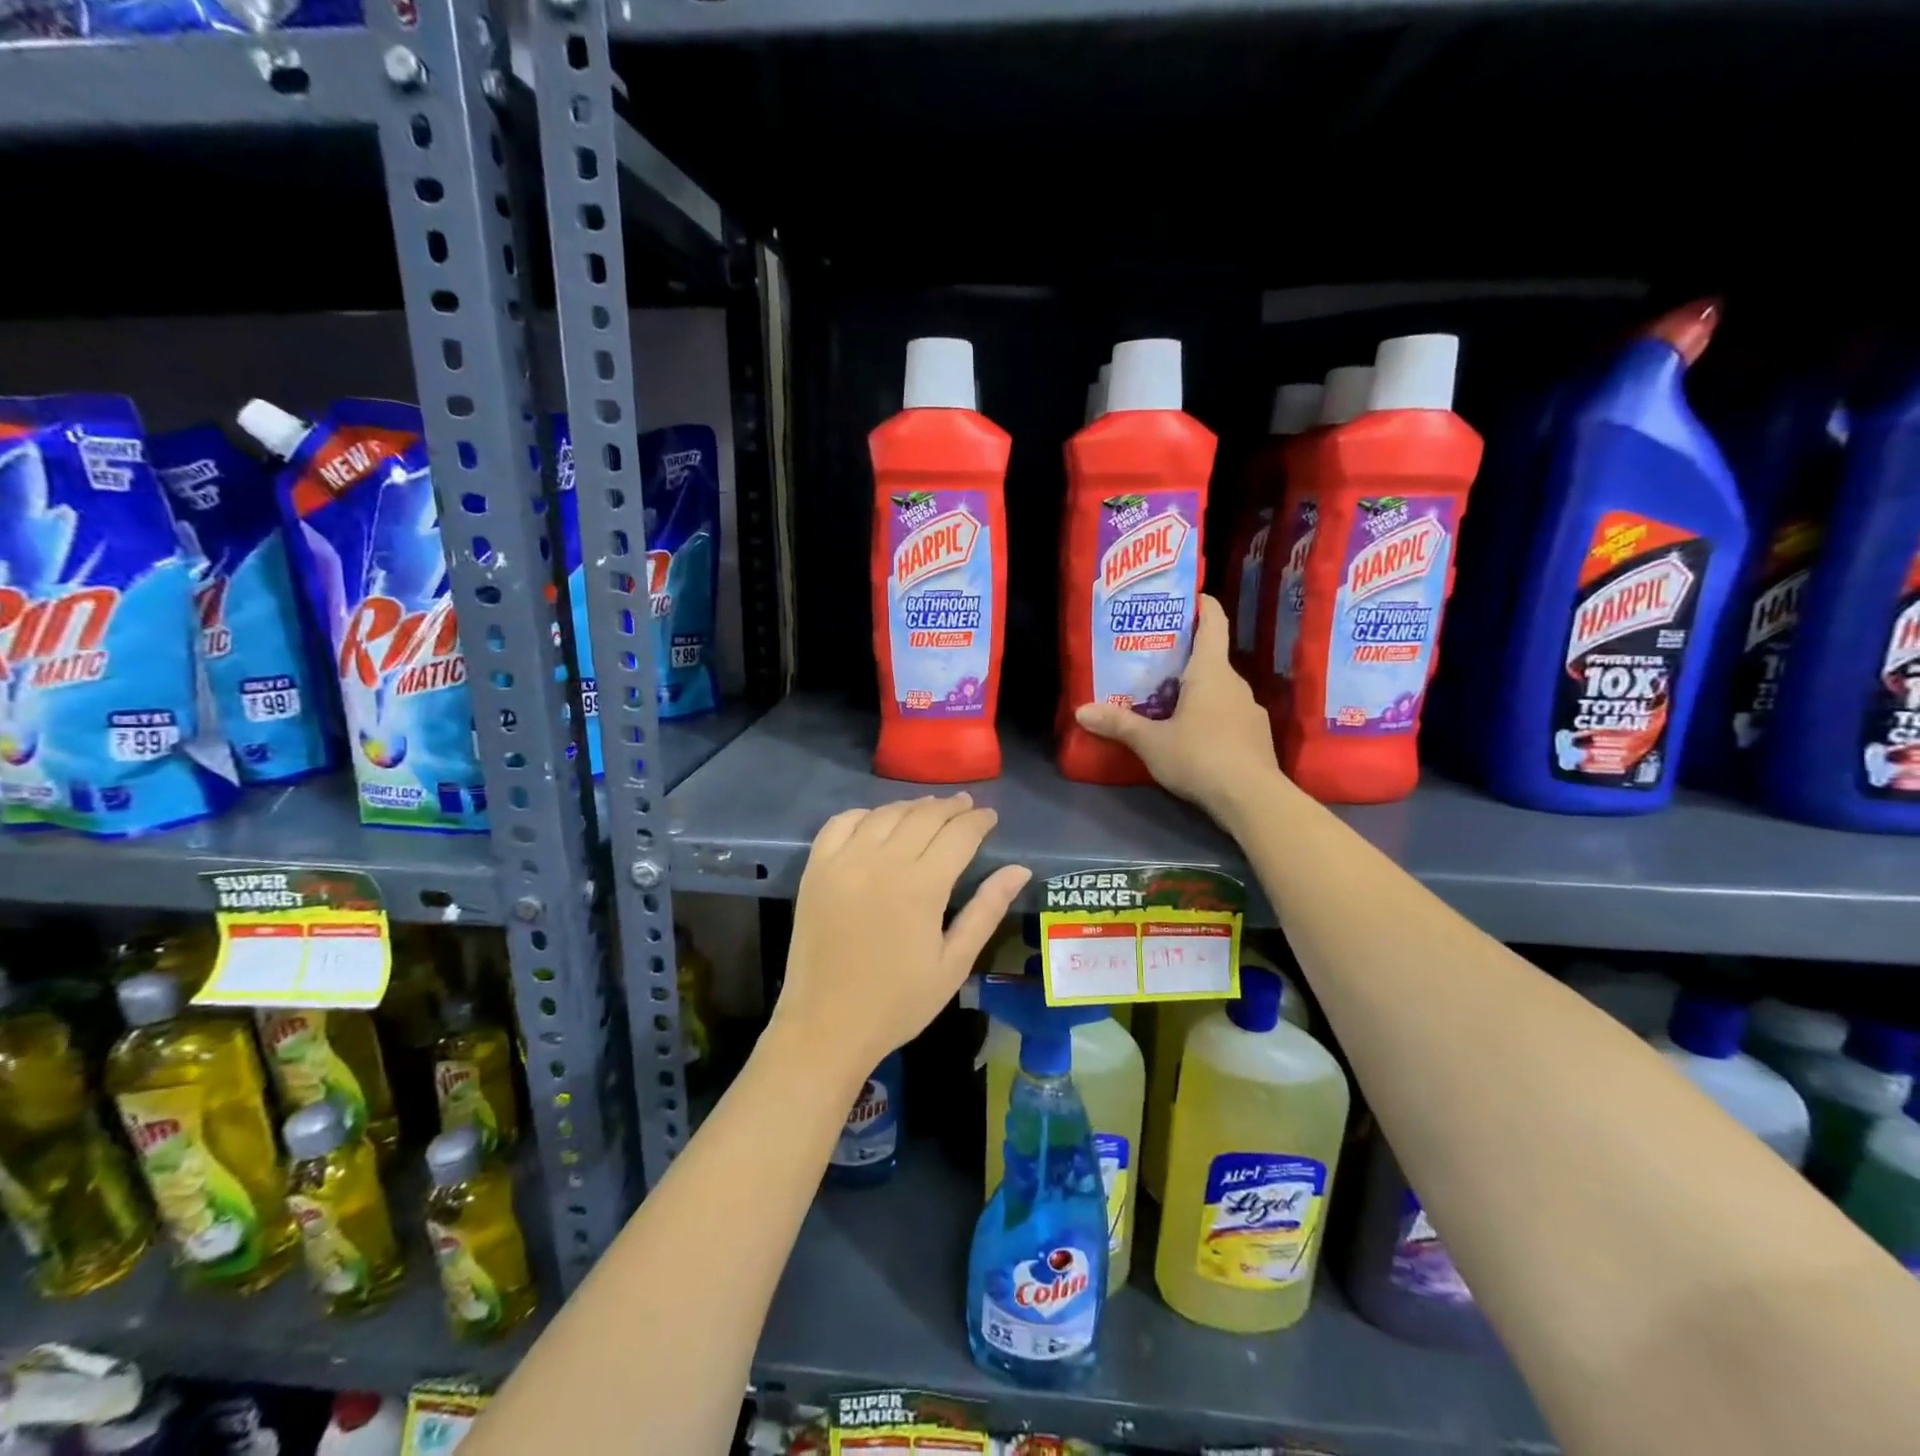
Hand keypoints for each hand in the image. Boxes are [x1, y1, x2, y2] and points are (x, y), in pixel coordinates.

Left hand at [775, 793, 1030, 1078]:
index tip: (990, 816)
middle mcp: (882, 862)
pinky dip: (864, 814)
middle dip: (950, 807)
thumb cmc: (898, 1002)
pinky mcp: (816, 870)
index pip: (958, 834)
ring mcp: (844, 862)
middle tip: (967, 806)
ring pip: (885, 814)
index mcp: (921, 887)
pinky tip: (878, 821)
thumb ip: (986, 910)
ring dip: (912, 806)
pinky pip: (841, 823)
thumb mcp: (954, 964)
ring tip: (930, 810)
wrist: (826, 1026)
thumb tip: (1019, 869)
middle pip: (923, 817)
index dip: (978, 821)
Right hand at [1073, 594, 1286, 826]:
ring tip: (1168, 703)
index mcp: (1211, 671)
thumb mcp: (1151, 742)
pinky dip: (1211, 718)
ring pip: (1220, 691)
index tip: (1188, 598)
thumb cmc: (1200, 756)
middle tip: (1153, 663)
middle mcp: (1236, 683)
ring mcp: (1250, 711)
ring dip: (1197, 692)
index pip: (1213, 623)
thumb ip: (1119, 725)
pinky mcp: (1257, 737)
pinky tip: (1194, 738)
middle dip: (1184, 659)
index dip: (1202, 605)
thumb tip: (1081, 711)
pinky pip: (1229, 716)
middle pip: (1211, 659)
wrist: (1252, 798)